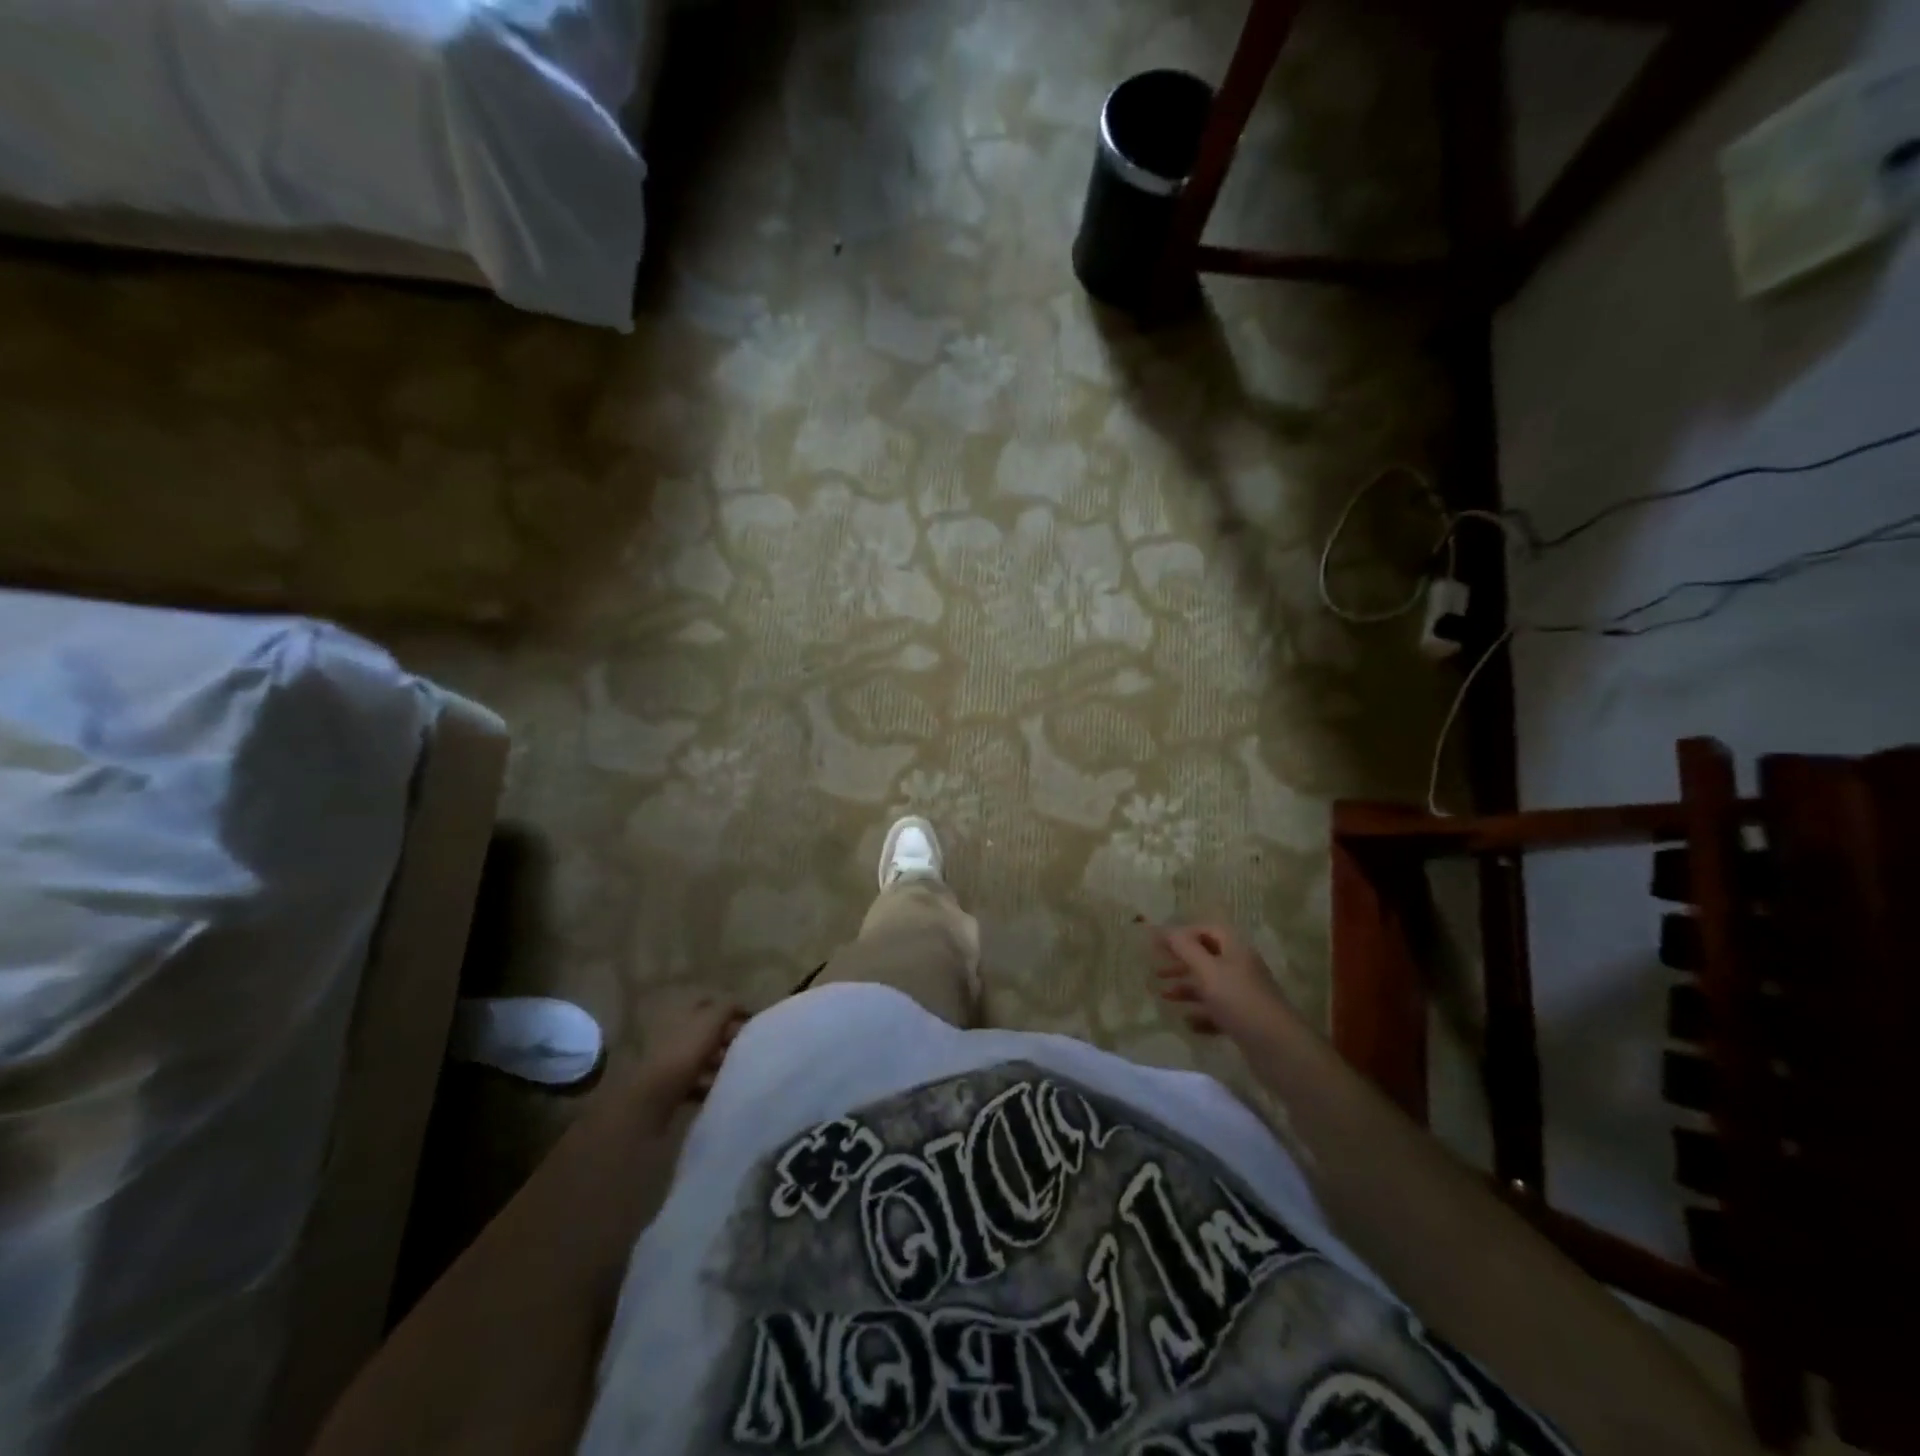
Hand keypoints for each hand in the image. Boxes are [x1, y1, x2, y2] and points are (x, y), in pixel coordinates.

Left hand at [637, 993, 748, 1106]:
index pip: (711, 1002)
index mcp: (682, 1009)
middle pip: (707, 1030)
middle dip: (728, 1037)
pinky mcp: (669, 1083)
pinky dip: (709, 1084)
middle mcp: (674, 1029)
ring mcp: (670, 1057)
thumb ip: (728, 1007)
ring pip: (702, 1055)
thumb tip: (742, 1004)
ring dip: (719, 1061)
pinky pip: (695, 1080)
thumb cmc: (686, 1049)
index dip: (732, 1009)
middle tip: (748, 1047)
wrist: (656, 1095)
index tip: (752, 1022)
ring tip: (738, 1070)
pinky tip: (722, 1089)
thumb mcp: (712, 1019)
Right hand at [1152, 924, 1292, 1040]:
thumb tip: (1162, 928)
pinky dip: (1201, 1014)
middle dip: (1181, 963)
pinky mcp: (1245, 1021)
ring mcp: (1245, 996)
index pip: (1208, 930)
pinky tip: (1188, 1023)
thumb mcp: (1207, 970)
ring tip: (1165, 997)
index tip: (1158, 945)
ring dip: (1187, 989)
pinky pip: (1218, 1012)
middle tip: (1158, 971)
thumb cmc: (1239, 1001)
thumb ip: (1184, 948)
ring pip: (1211, 986)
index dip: (1183, 934)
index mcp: (1236, 949)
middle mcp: (1241, 968)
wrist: (1279, 1049)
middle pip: (1207, 957)